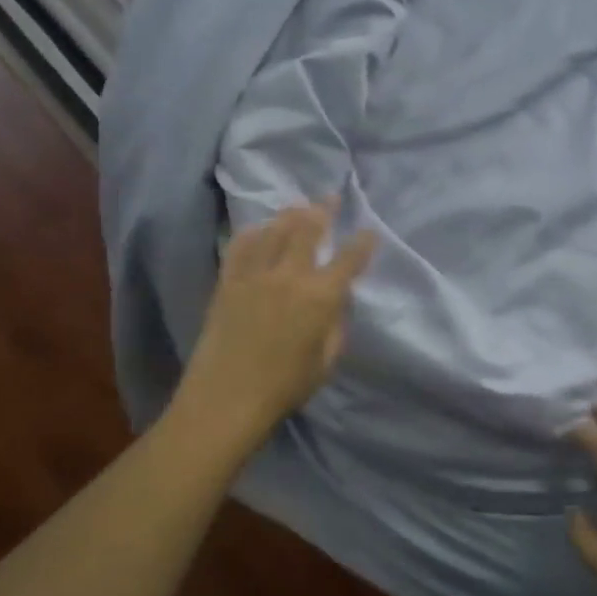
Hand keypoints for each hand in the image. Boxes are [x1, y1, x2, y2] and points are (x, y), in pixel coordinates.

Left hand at [175, 202, 377, 451]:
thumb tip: (337, 300)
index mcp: (320, 297)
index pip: (349, 260)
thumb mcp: (326, 361)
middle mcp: (289, 276)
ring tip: (299, 206)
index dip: (363, 243)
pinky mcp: (228, 281)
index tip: (370, 232)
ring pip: (274, 231)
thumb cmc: (285, 387)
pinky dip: (253, 232)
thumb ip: (336, 324)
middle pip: (308, 230)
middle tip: (331, 197)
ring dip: (290, 214)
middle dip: (324, 210)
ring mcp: (255, 275)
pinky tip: (259, 228)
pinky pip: (241, 246)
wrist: (227, 398)